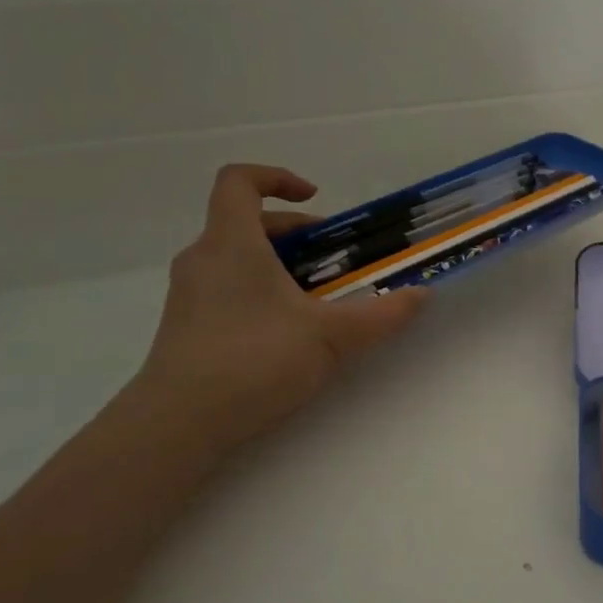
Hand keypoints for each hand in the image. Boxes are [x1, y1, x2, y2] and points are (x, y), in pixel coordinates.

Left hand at [135, 165, 426, 450]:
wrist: (179, 423)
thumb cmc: (255, 360)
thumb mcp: (332, 336)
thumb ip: (382, 313)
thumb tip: (422, 294)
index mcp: (232, 243)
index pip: (239, 181)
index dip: (276, 178)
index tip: (315, 199)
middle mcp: (204, 259)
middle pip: (246, 223)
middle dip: (296, 234)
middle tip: (336, 260)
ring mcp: (191, 295)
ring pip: (238, 259)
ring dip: (281, 266)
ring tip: (320, 300)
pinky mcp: (188, 327)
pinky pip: (228, 289)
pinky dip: (263, 293)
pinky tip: (291, 332)